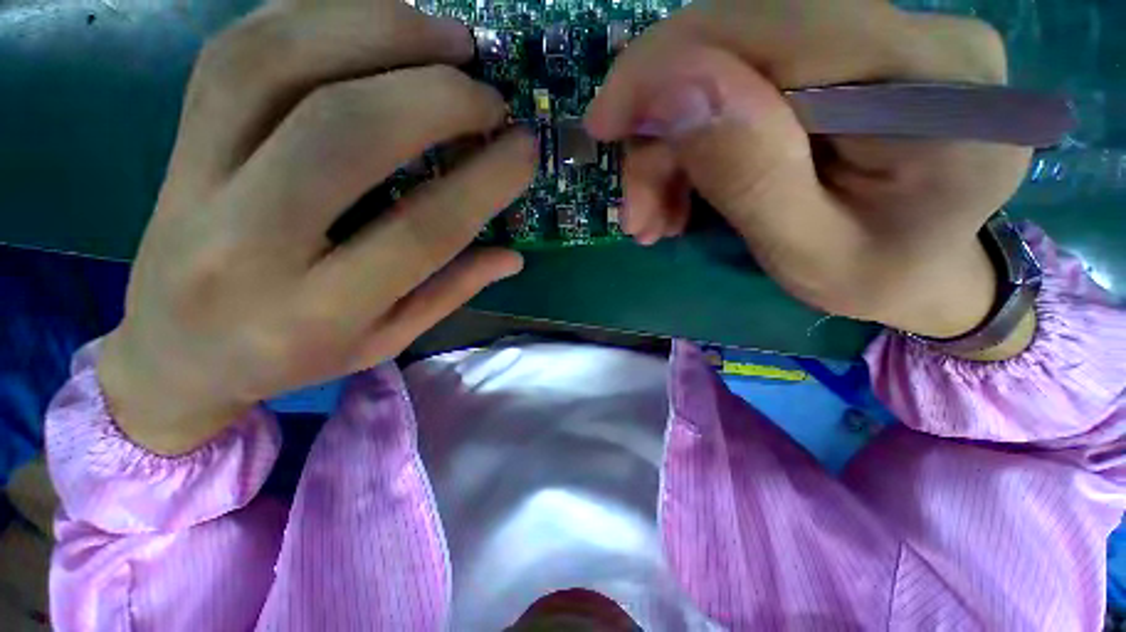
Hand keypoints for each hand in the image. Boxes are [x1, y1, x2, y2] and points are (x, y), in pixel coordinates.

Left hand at [99, 0, 534, 454]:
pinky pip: (239, 50)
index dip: (485, 182)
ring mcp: (197, 179)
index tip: (525, 149)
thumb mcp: (384, 342)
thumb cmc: (290, 358)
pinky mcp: (177, 140)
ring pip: (278, 65)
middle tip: (491, 92)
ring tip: (448, 38)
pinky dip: (316, 15)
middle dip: (436, 96)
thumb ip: (449, 293)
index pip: (421, 231)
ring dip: (378, 31)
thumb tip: (512, 257)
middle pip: (345, 132)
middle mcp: (248, 242)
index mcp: (318, 311)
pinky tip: (374, 21)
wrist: (174, 353)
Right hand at [585, 0, 1033, 346]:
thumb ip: (749, 173)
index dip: (667, 62)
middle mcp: (917, 32)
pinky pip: (745, 77)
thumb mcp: (807, 252)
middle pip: (741, 39)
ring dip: (673, 144)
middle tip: (637, 210)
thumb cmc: (876, 277)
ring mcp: (884, 33)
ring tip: (656, 216)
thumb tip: (670, 92)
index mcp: (932, 84)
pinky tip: (682, 192)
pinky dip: (695, 137)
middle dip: (663, 126)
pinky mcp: (852, 52)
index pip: (774, 23)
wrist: (927, 269)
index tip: (604, 124)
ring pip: (731, 62)